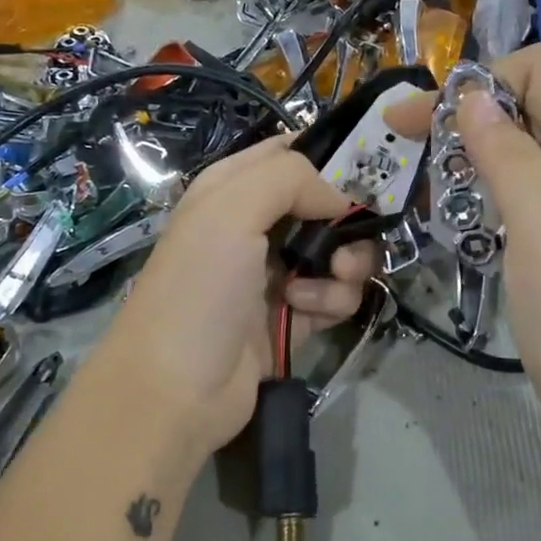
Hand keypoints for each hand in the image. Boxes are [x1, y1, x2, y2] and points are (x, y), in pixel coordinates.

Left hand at [84, 136, 376, 457]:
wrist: (178, 388)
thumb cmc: (199, 288)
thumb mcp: (230, 210)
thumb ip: (290, 179)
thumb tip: (340, 199)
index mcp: (232, 190)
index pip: (289, 153)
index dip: (327, 158)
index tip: (362, 175)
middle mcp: (255, 226)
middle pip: (325, 205)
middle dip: (346, 224)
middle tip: (344, 248)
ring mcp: (276, 273)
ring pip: (339, 252)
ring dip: (344, 269)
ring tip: (319, 288)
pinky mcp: (294, 316)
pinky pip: (336, 295)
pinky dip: (332, 301)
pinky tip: (307, 313)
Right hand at [389, 46, 540, 464]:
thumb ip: (509, 155)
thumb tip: (471, 97)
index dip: (482, 81)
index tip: (425, 118)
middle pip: (527, 104)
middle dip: (465, 113)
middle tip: (402, 139)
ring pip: (519, 147)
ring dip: (469, 150)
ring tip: (421, 175)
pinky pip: (520, 187)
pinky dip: (483, 185)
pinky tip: (454, 206)